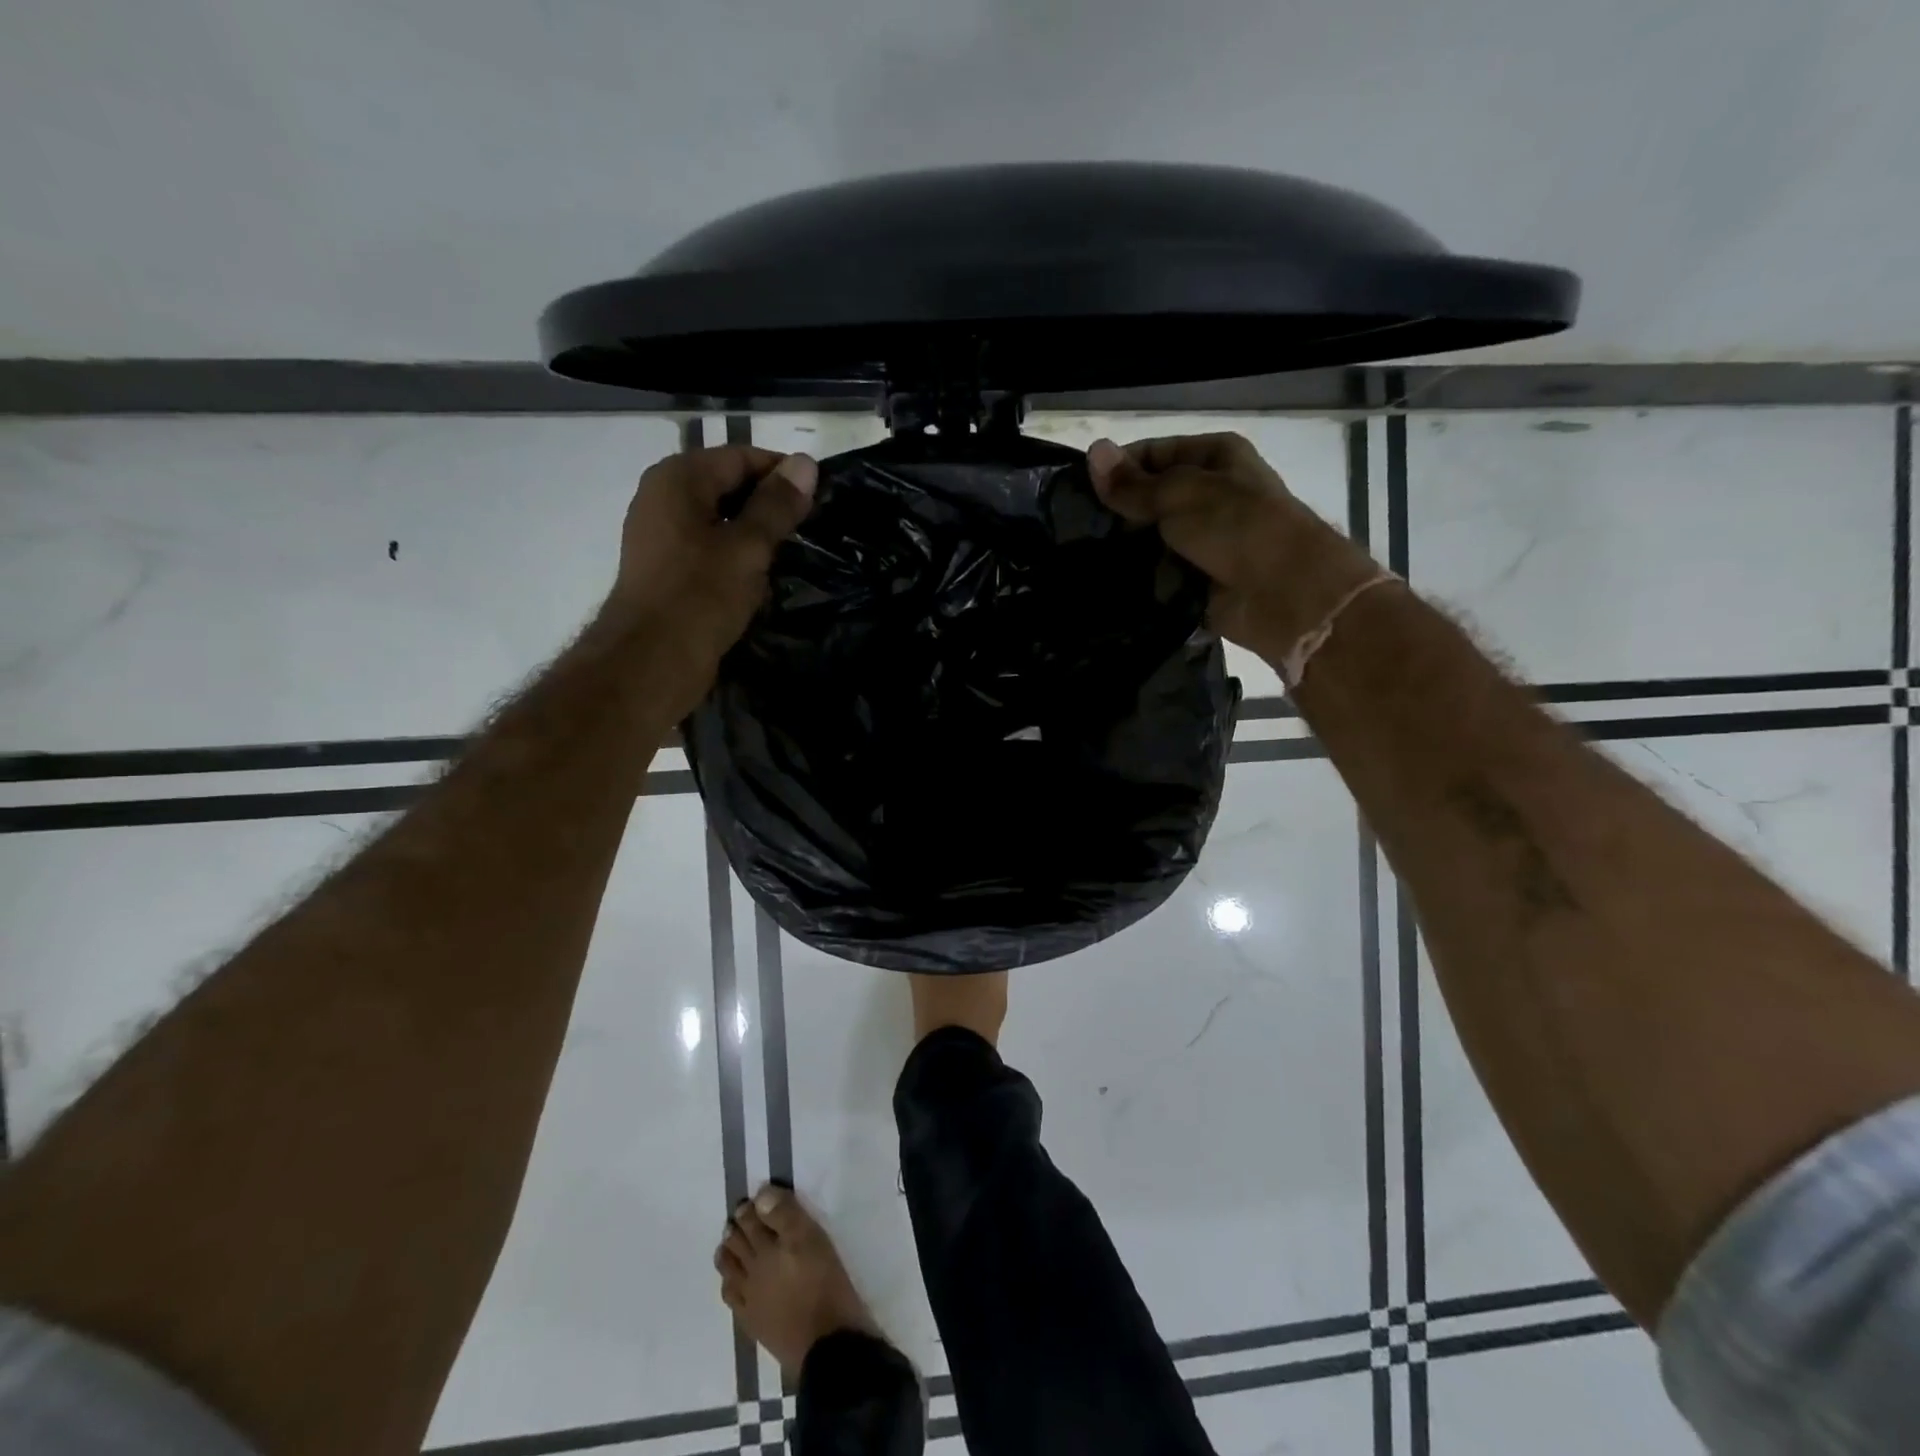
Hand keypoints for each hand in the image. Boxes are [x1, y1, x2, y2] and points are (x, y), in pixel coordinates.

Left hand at [603, 444, 816, 697]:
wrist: (651, 661)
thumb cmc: (700, 596)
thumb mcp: (748, 547)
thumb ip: (777, 504)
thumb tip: (806, 463)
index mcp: (678, 478)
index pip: (740, 457)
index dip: (783, 473)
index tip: (821, 497)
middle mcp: (664, 497)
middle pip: (729, 486)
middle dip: (770, 506)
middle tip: (811, 529)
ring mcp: (662, 535)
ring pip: (721, 520)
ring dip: (756, 536)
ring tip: (791, 555)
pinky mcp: (667, 569)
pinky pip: (710, 549)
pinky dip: (737, 557)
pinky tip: (761, 580)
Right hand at [1088, 432, 1323, 653]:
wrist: (1285, 592)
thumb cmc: (1237, 526)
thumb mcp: (1180, 494)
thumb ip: (1132, 484)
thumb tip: (1092, 453)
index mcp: (1215, 457)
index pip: (1153, 454)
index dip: (1117, 469)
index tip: (1077, 493)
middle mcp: (1210, 494)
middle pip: (1150, 499)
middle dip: (1118, 514)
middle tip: (1075, 531)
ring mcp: (1204, 540)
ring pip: (1151, 540)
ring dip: (1126, 550)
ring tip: (1083, 559)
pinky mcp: (1198, 579)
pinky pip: (1159, 575)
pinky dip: (1140, 580)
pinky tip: (1108, 583)